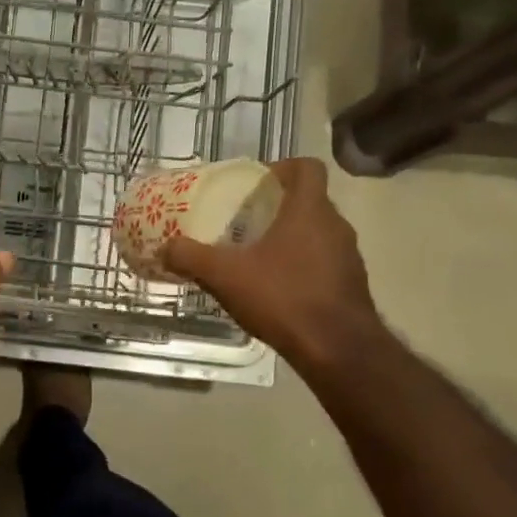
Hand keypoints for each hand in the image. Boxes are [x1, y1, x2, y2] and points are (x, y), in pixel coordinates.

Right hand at [161, 159, 383, 370]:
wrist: (338, 349)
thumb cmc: (283, 297)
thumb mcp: (225, 275)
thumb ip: (191, 257)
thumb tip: (164, 248)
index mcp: (309, 210)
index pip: (307, 167)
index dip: (282, 167)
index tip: (257, 182)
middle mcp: (336, 226)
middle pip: (310, 201)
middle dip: (278, 207)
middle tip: (246, 221)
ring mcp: (348, 257)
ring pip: (318, 233)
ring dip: (290, 238)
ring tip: (257, 257)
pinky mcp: (351, 285)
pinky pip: (324, 262)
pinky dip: (301, 266)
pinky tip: (276, 289)